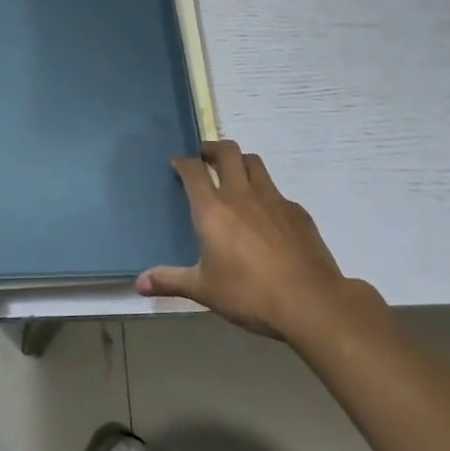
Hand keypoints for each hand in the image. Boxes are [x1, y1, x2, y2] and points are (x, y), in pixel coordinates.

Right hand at [137, 141, 350, 340]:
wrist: (310, 302)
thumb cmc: (249, 294)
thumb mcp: (204, 290)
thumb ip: (170, 281)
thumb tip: (138, 283)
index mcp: (213, 209)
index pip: (193, 170)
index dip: (183, 161)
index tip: (178, 164)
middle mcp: (241, 195)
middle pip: (227, 152)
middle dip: (213, 148)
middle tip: (205, 157)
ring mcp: (273, 200)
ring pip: (254, 163)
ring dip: (240, 162)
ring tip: (234, 176)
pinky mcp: (297, 212)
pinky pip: (277, 192)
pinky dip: (266, 194)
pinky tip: (266, 217)